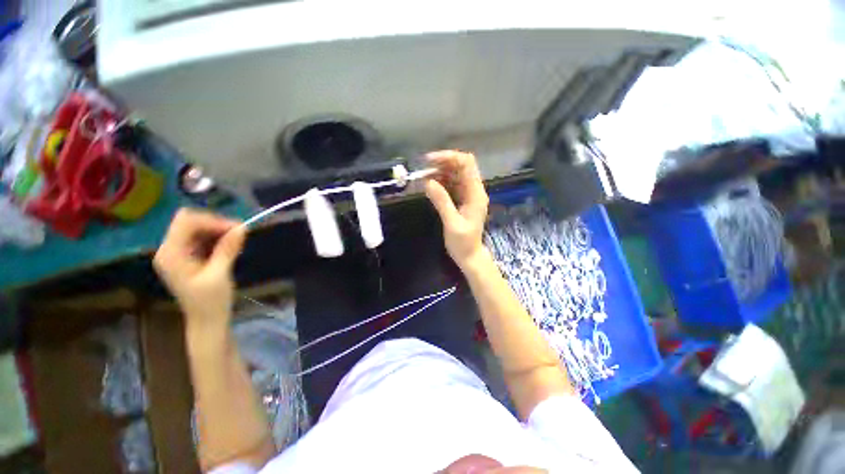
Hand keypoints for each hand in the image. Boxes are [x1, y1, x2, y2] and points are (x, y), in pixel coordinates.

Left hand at [153, 208, 244, 330]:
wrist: (206, 320)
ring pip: (197, 228)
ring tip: (237, 241)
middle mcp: (169, 249)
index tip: (237, 229)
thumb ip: (227, 249)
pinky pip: (201, 238)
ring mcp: (177, 253)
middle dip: (216, 224)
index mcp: (171, 254)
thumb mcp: (220, 275)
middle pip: (190, 222)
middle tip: (240, 233)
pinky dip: (216, 238)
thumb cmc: (211, 302)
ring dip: (218, 231)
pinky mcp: (187, 256)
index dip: (212, 221)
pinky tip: (229, 246)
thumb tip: (242, 227)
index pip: (186, 222)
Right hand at [424, 151, 489, 268]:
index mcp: (476, 193)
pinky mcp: (461, 199)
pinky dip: (440, 181)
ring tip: (423, 177)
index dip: (449, 157)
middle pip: (461, 166)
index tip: (430, 161)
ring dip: (439, 172)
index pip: (467, 164)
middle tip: (423, 170)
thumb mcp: (452, 223)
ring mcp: (468, 194)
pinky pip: (451, 184)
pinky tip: (429, 185)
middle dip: (442, 163)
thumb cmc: (463, 243)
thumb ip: (442, 202)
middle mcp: (474, 190)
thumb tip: (428, 182)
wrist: (469, 256)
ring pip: (455, 174)